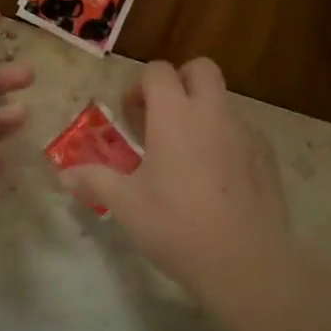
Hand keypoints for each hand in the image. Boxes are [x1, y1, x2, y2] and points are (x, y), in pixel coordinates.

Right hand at [59, 59, 293, 302]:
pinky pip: (243, 131)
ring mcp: (245, 132)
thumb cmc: (176, 226)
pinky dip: (225, 139)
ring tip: (187, 155)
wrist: (245, 262)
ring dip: (202, 112)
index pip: (158, 71)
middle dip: (179, 82)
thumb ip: (94, 180)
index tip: (131, 116)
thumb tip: (64, 174)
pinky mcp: (266, 155)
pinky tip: (216, 178)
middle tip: (162, 118)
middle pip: (200, 69)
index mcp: (175, 114)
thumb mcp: (126, 205)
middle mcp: (212, 112)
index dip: (140, 86)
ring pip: (223, 101)